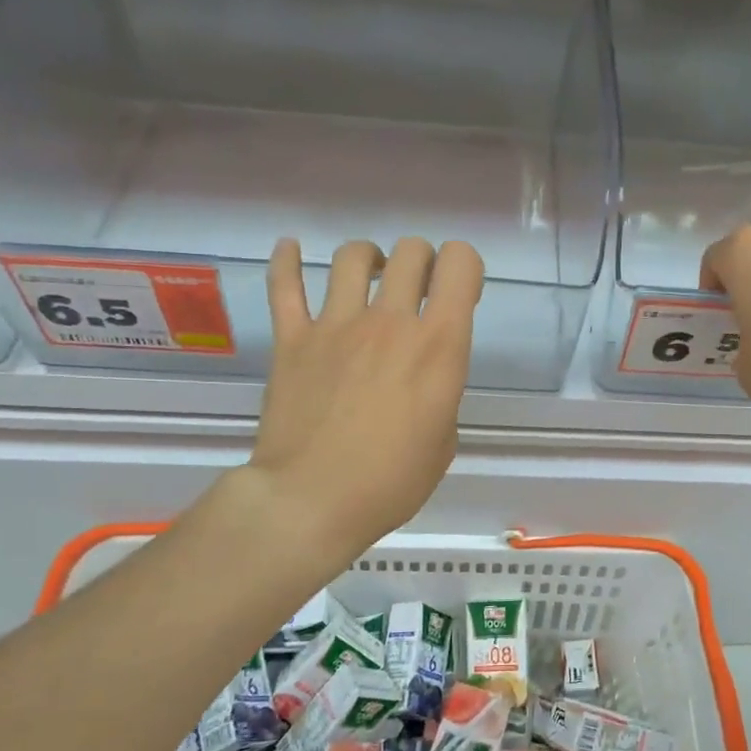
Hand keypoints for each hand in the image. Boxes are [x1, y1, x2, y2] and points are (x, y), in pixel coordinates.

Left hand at [246, 236, 482, 553]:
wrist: (312, 501)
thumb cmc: (390, 483)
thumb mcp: (443, 443)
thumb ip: (439, 395)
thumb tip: (423, 381)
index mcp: (438, 346)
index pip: (460, 264)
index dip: (465, 269)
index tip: (459, 296)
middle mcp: (390, 321)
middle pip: (411, 252)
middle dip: (422, 262)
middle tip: (418, 291)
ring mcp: (336, 325)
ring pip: (353, 256)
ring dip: (369, 259)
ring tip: (369, 277)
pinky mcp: (292, 339)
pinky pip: (285, 284)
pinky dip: (286, 260)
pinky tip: (291, 249)